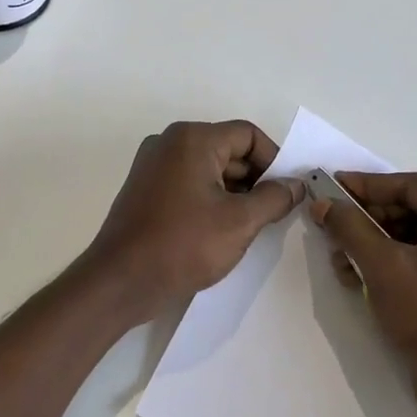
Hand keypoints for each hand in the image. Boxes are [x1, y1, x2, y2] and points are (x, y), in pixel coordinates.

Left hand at [87, 120, 304, 321]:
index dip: (274, 160)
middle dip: (255, 179)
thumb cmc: (184, 245)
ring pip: (208, 169)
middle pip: (227, 150)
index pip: (247, 135)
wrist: (121, 281)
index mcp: (192, 139)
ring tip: (250, 227)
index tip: (287, 193)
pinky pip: (188, 184)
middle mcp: (169, 143)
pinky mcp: (145, 190)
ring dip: (234, 193)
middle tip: (273, 213)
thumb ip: (274, 198)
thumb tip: (295, 185)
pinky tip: (221, 231)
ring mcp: (152, 166)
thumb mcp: (240, 222)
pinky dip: (210, 200)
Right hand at [312, 172, 416, 416]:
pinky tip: (358, 273)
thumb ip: (350, 227)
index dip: (368, 185)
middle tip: (331, 222)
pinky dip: (393, 261)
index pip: (416, 188)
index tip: (330, 184)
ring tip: (340, 254)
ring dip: (376, 242)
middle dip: (370, 219)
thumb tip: (322, 203)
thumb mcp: (383, 268)